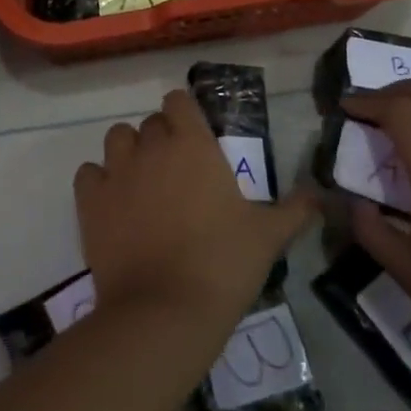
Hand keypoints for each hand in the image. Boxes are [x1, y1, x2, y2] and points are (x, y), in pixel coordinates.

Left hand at [75, 89, 319, 323]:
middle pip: (150, 123)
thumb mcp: (268, 236)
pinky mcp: (90, 201)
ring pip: (116, 139)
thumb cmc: (223, 264)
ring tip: (142, 183)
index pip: (178, 100)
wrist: (165, 310)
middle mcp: (152, 147)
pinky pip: (88, 173)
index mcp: (193, 145)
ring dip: (128, 152)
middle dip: (161, 139)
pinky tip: (113, 203)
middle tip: (176, 172)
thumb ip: (296, 210)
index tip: (194, 136)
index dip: (184, 113)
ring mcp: (116, 172)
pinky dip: (98, 181)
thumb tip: (322, 196)